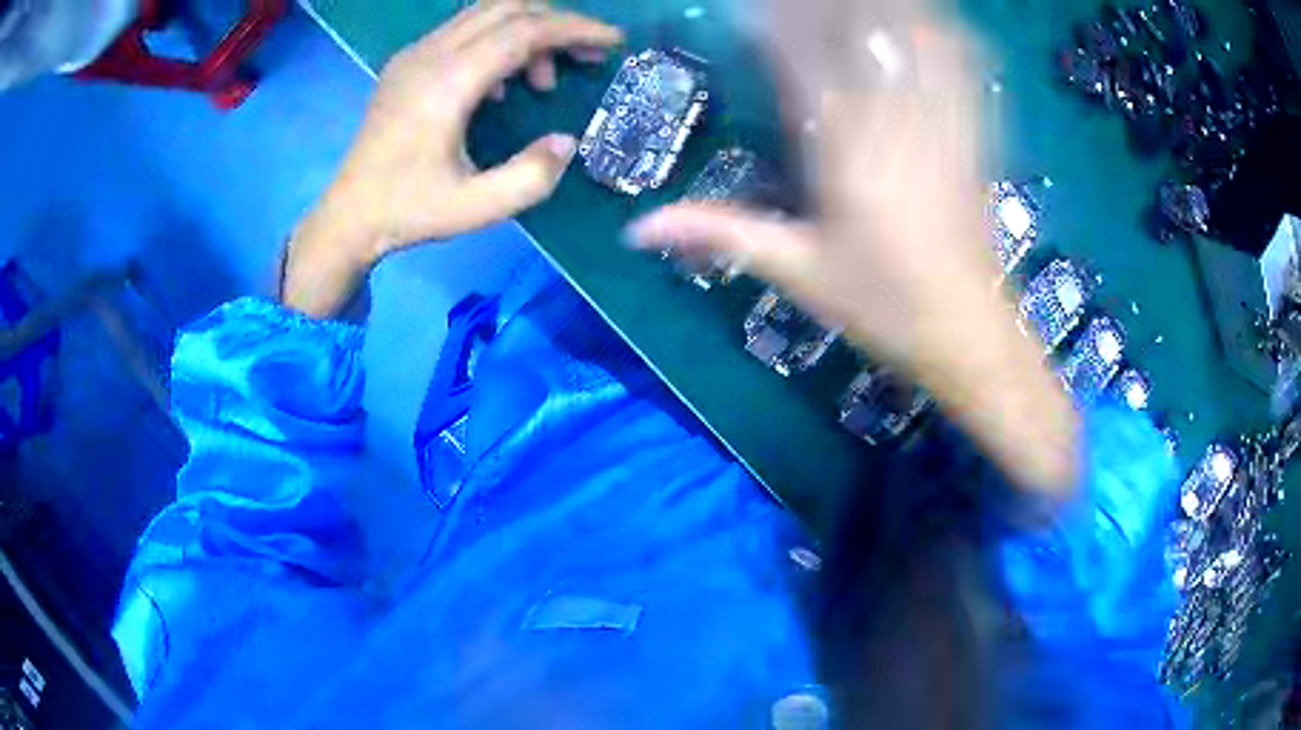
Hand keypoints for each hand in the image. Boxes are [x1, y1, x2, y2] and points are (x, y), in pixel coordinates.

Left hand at [284, 2, 622, 316]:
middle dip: (558, 23)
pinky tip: (502, 83)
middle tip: (586, 57)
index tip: (612, 43)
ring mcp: (414, 53)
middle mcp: (429, 55)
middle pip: (508, 7)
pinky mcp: (407, 61)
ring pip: (486, 11)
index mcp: (446, 84)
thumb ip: (530, 177)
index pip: (523, 30)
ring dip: (528, 30)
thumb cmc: (408, 212)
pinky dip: (499, 39)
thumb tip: (567, 141)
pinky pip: (464, 28)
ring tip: (543, 79)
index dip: (574, 30)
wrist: (348, 214)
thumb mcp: (475, 209)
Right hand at [628, 21, 1079, 495]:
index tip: (754, 4)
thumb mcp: (798, 273)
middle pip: (862, 35)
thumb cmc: (884, 307)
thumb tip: (636, 230)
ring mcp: (940, 127)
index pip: (802, 60)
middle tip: (801, 0)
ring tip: (862, 5)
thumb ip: (721, 234)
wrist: (970, 332)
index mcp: (842, 154)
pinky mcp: (972, 138)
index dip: (777, 20)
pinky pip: (961, 72)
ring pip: (916, 44)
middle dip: (833, 8)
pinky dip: (946, 39)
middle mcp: (892, 126)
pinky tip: (932, 22)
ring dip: (892, 13)